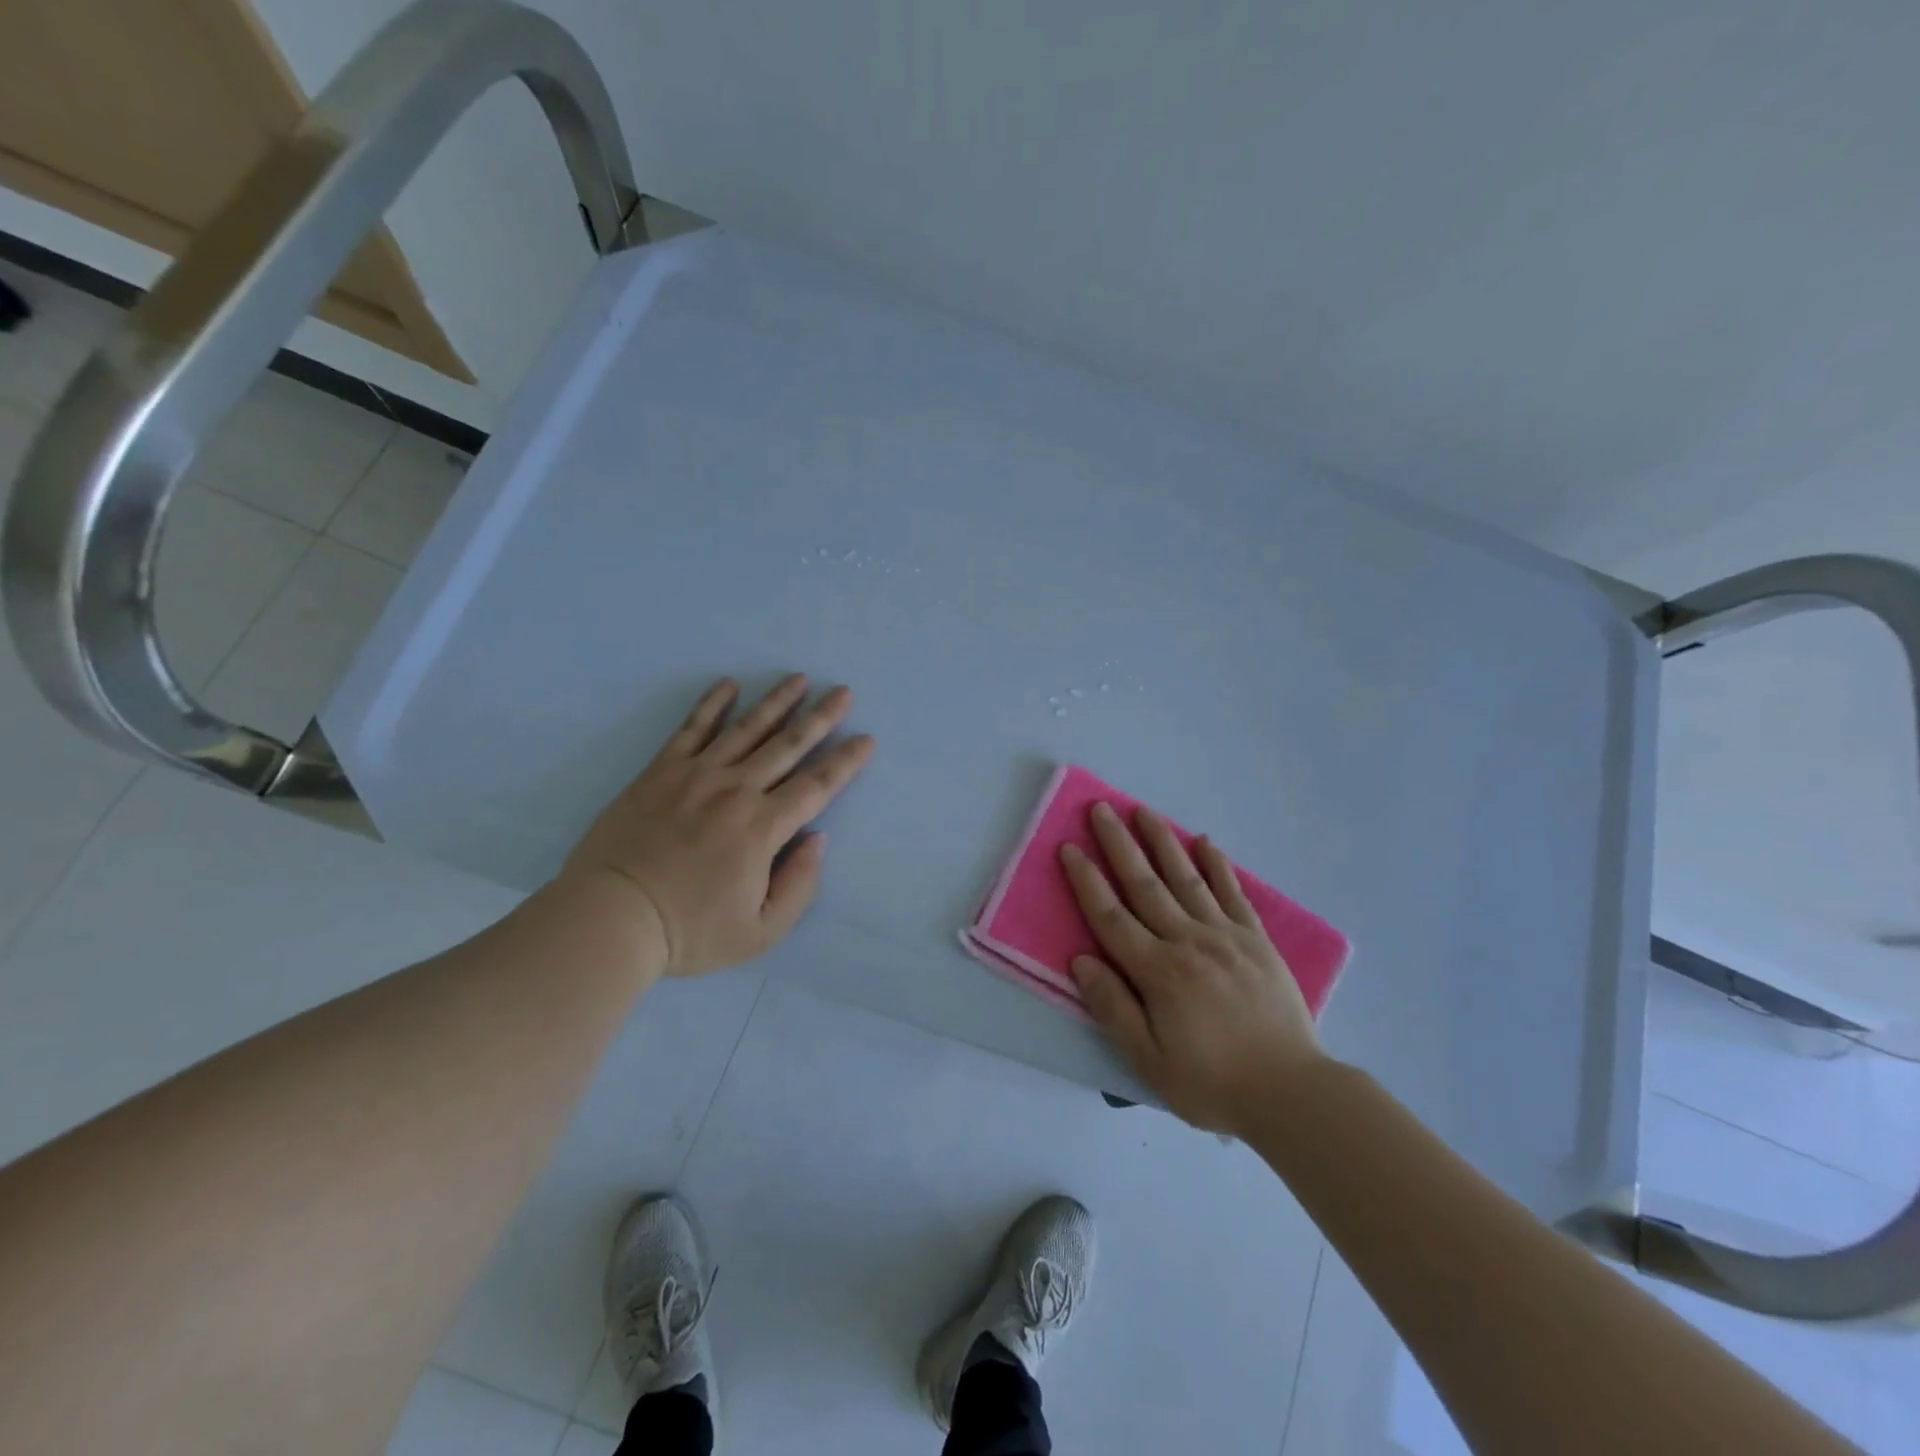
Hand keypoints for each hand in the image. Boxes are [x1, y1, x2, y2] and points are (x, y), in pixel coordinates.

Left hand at [562, 675, 874, 976]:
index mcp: (763, 828)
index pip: (816, 786)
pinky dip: (712, 705)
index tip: (866, 738)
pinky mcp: (661, 771)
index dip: (845, 762)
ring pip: (747, 729)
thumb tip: (816, 839)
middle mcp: (736, 790)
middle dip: (820, 717)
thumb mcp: (760, 932)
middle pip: (788, 745)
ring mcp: (697, 775)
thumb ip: (798, 886)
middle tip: (842, 691)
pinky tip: (728, 685)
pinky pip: (692, 728)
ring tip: (798, 679)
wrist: (610, 917)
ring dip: (776, 702)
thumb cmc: (689, 931)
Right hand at [1060, 803, 1323, 1133]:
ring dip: (1162, 842)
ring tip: (1143, 811)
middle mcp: (1188, 942)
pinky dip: (1217, 866)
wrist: (1291, 1093)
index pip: (1111, 917)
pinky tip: (1205, 843)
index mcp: (1158, 972)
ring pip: (1186, 879)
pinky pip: (1233, 893)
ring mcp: (1226, 936)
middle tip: (1100, 809)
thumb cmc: (1212, 1083)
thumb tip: (1081, 961)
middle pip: (1145, 884)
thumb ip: (1113, 1007)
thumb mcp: (1149, 1061)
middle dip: (1119, 845)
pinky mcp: (1256, 940)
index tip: (1069, 848)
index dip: (1087, 881)